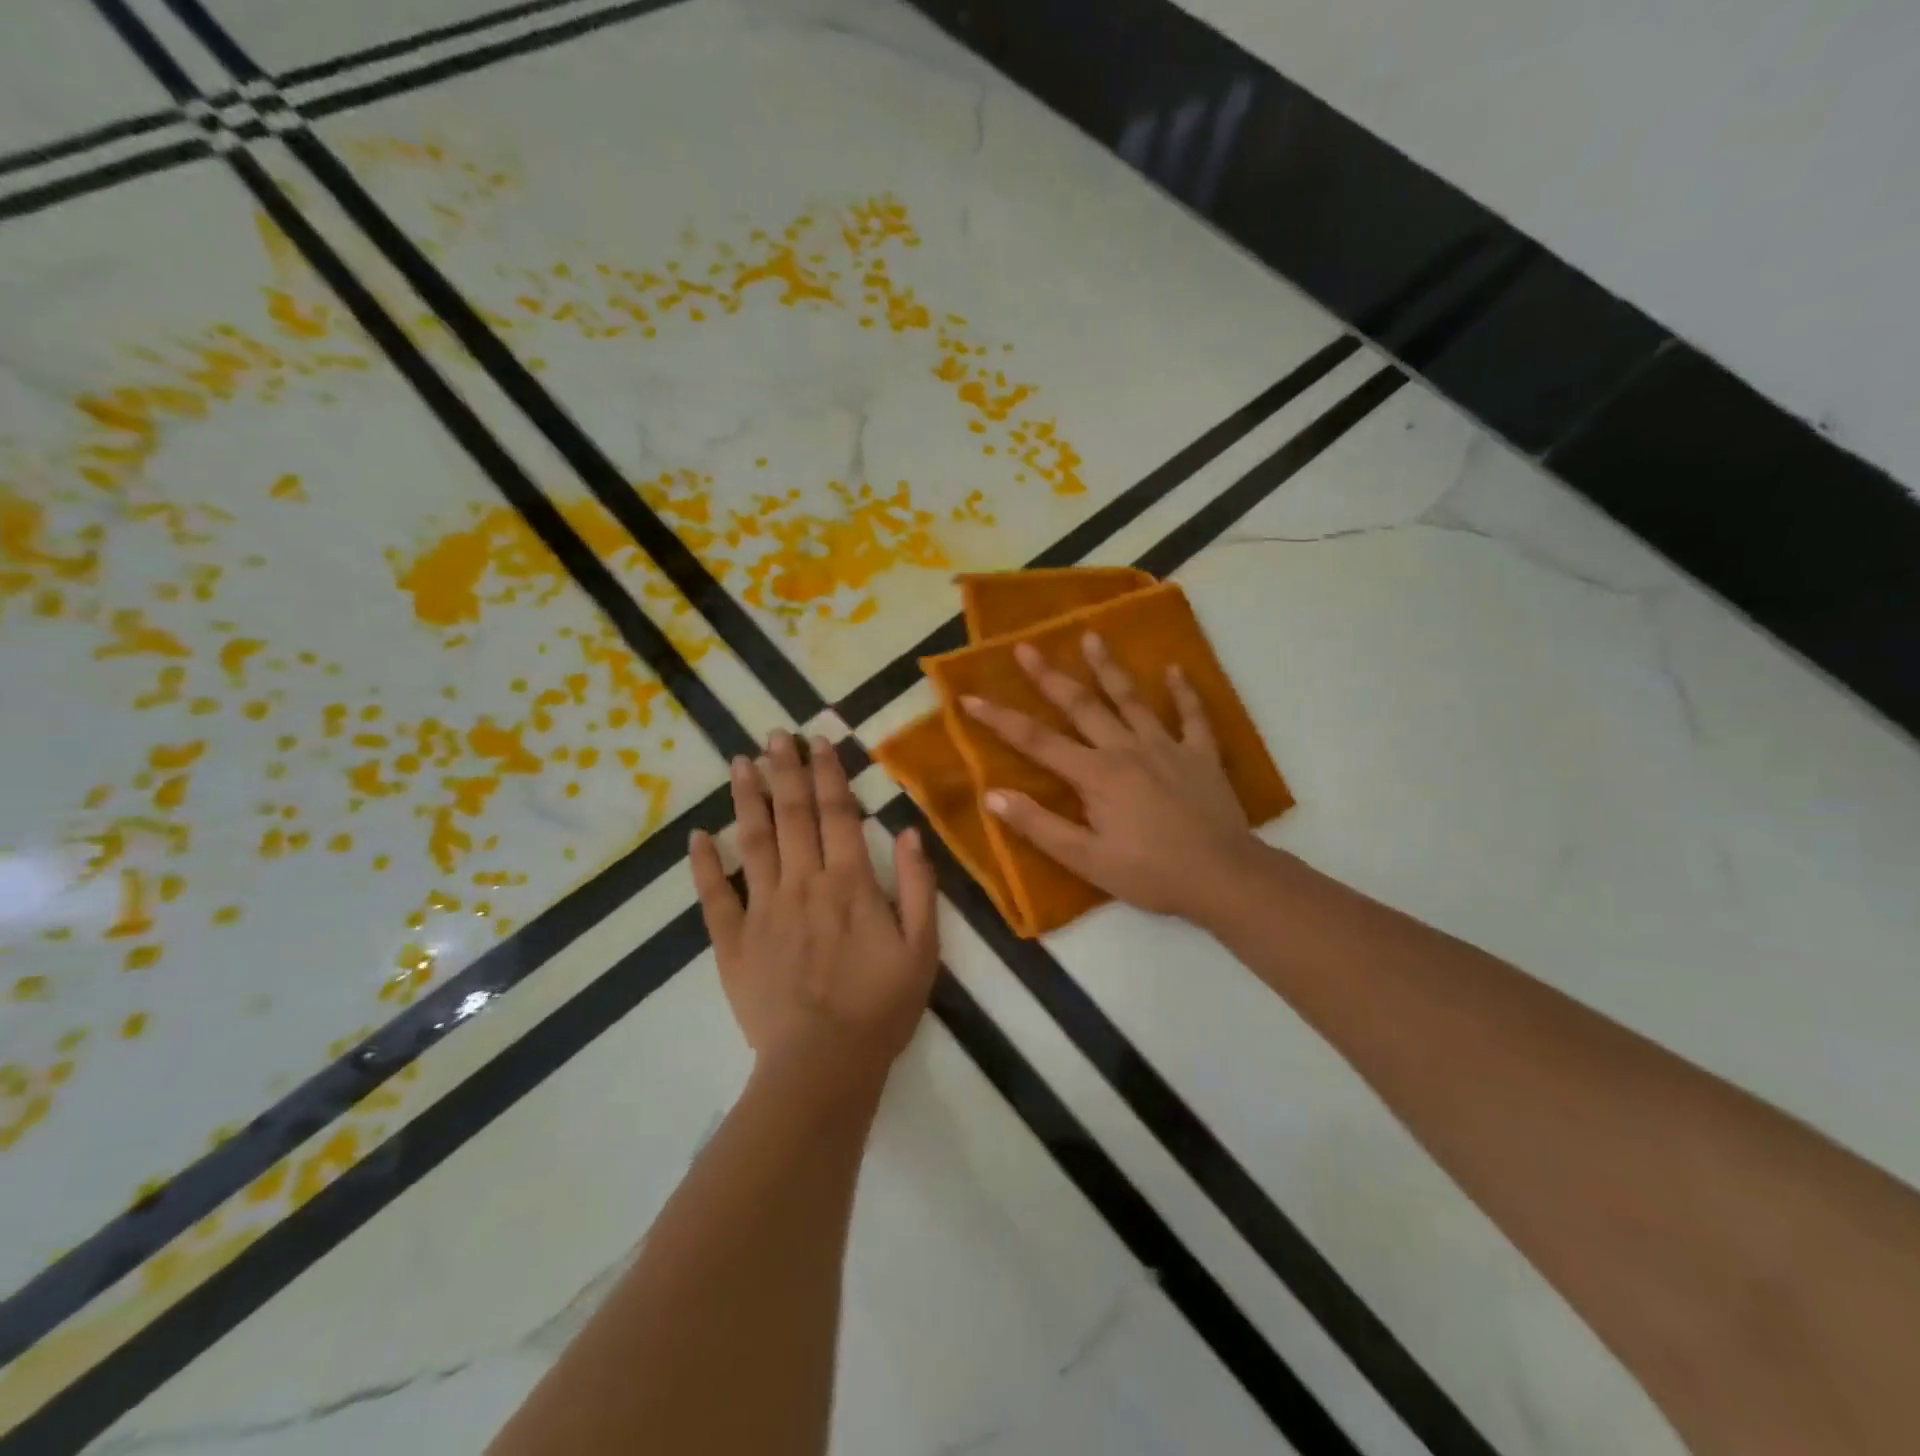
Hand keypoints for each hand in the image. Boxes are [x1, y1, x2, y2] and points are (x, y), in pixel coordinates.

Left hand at [689, 731, 938, 1099]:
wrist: (823, 1064)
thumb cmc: (881, 1006)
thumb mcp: (922, 948)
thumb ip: (918, 886)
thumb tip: (909, 831)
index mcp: (851, 883)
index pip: (838, 814)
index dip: (829, 773)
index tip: (820, 741)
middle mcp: (803, 883)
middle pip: (792, 815)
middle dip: (785, 770)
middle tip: (775, 734)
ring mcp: (763, 910)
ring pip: (752, 842)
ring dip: (747, 799)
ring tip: (740, 762)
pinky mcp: (732, 941)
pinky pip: (715, 896)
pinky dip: (704, 864)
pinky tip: (697, 835)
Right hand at [961, 634, 1256, 921]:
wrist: (1223, 877)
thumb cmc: (1150, 873)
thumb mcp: (1086, 860)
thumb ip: (1039, 826)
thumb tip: (994, 796)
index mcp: (1096, 775)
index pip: (1037, 741)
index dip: (1000, 719)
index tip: (970, 697)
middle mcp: (1127, 749)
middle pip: (1081, 706)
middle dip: (1049, 676)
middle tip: (1026, 647)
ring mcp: (1167, 747)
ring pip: (1132, 699)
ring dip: (1109, 667)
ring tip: (1092, 635)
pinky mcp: (1201, 755)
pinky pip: (1193, 716)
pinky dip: (1185, 692)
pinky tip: (1176, 669)